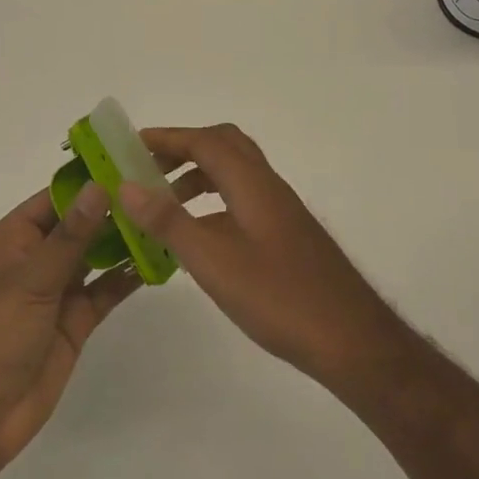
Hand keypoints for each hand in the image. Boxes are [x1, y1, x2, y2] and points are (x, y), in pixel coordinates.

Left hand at [0, 183, 139, 478]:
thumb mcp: (31, 280)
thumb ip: (70, 236)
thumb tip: (99, 185)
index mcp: (15, 239)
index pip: (56, 197)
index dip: (90, 180)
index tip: (131, 161)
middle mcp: (38, 258)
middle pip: (81, 224)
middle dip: (115, 208)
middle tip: (161, 187)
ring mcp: (59, 289)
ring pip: (98, 254)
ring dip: (126, 239)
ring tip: (167, 216)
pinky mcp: (76, 320)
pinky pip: (107, 289)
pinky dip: (130, 275)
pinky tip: (160, 259)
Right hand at [119, 124, 408, 391]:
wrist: (351, 340)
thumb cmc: (279, 297)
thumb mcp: (213, 261)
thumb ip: (169, 221)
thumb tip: (126, 185)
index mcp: (252, 183)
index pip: (205, 141)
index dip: (167, 137)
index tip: (130, 144)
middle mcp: (268, 186)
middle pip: (224, 146)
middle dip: (183, 149)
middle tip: (147, 167)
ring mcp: (281, 211)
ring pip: (234, 174)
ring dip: (198, 176)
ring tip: (163, 202)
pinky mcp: (286, 235)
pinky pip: (242, 199)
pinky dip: (214, 202)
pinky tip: (200, 236)